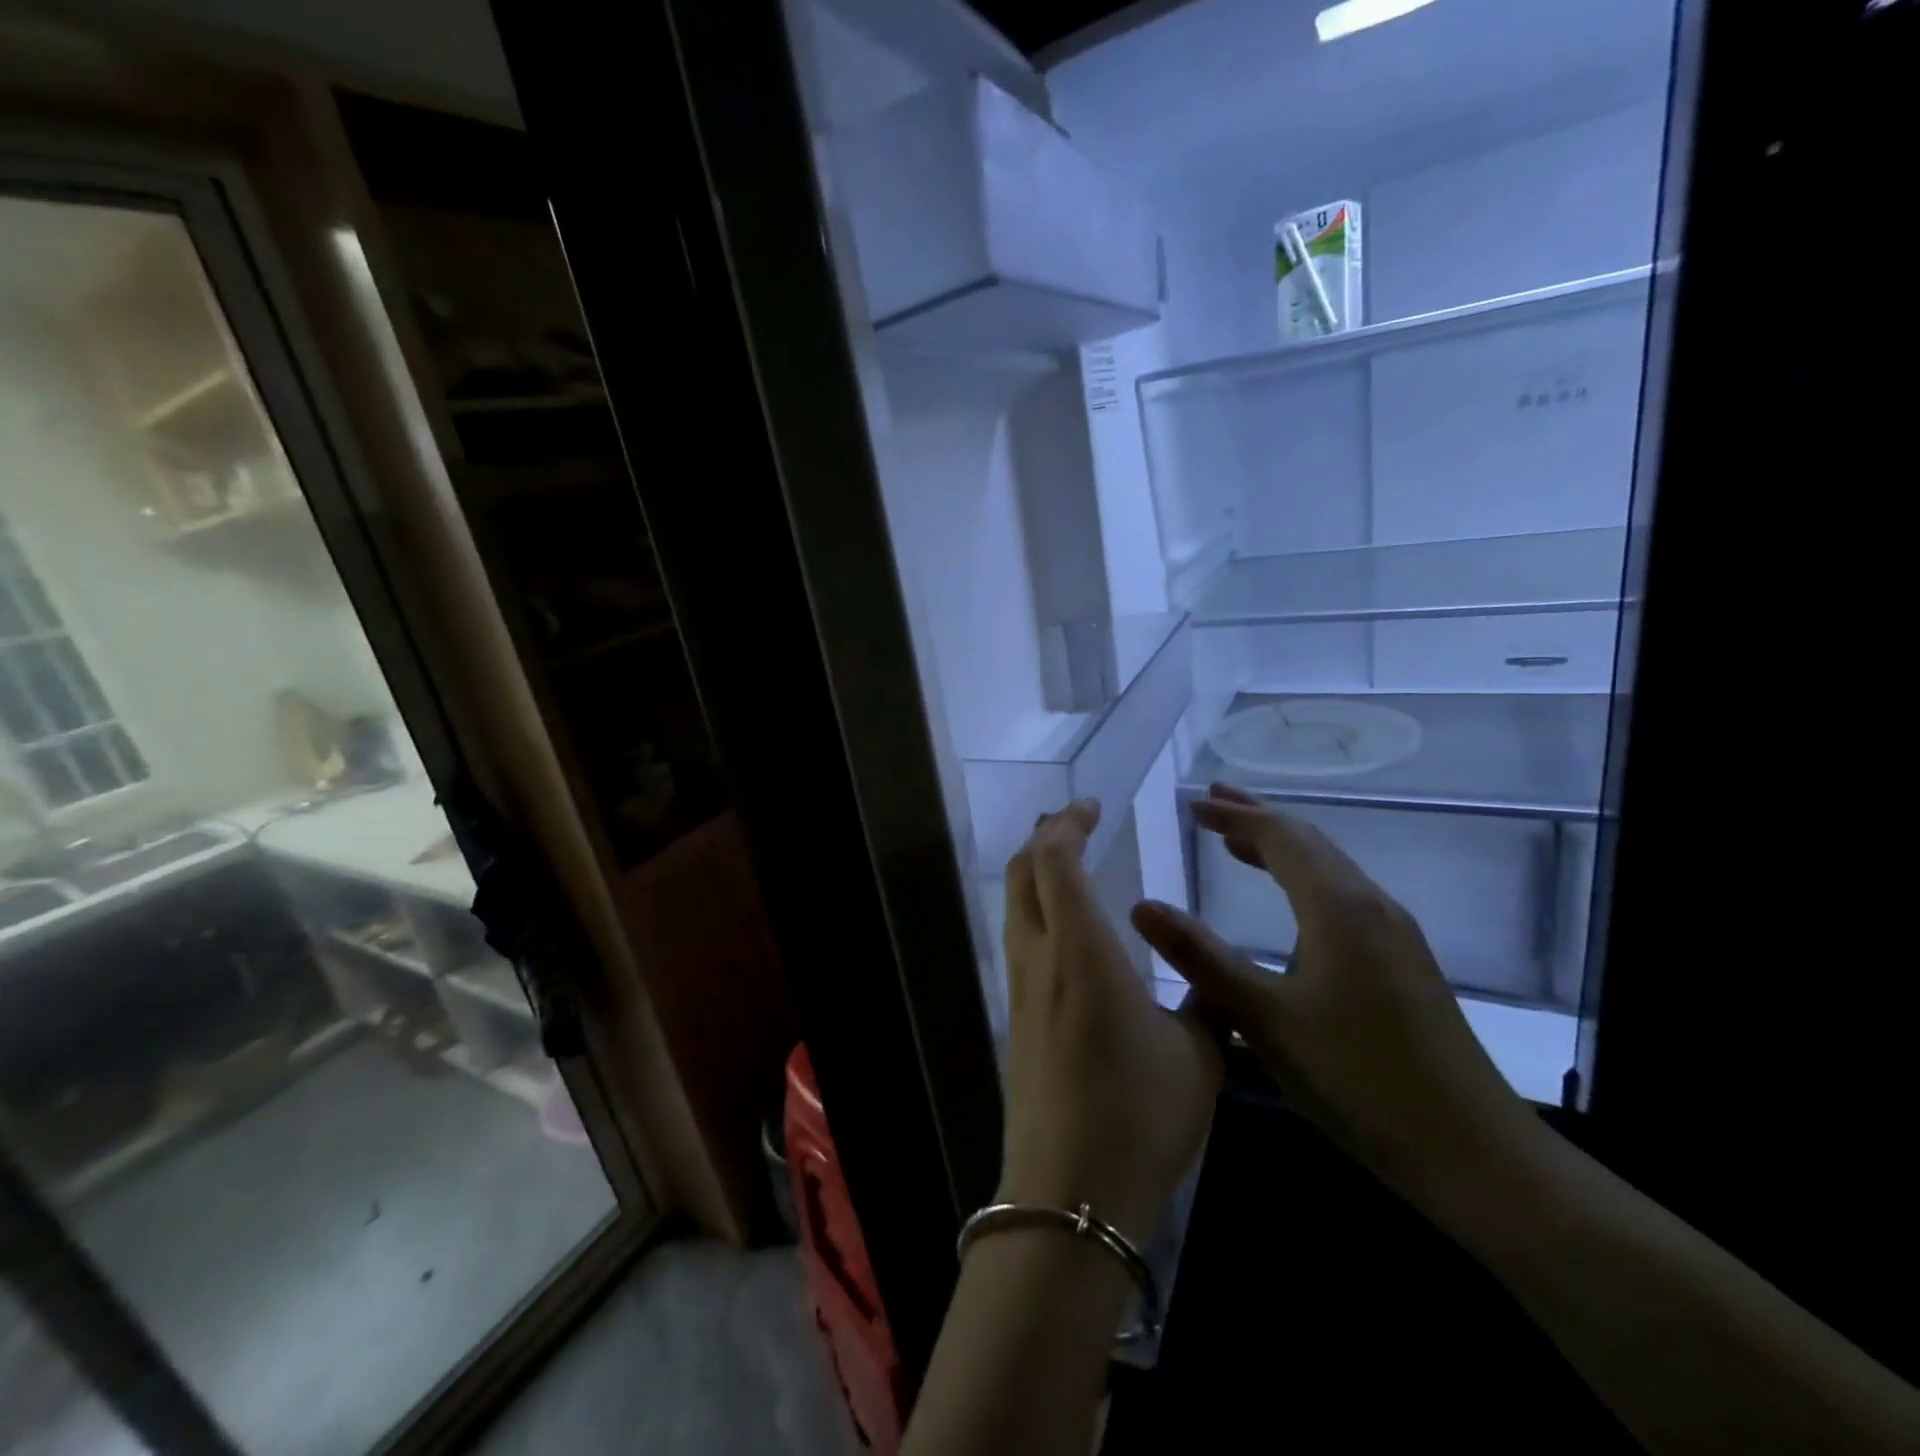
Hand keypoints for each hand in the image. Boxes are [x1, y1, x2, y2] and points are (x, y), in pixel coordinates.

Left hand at [999, 800, 1222, 1242]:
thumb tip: (1216, 982)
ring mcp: (1020, 989)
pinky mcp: (1016, 1019)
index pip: (1056, 860)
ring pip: (1016, 906)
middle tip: (1074, 820)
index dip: (1068, 823)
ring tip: (1066, 859)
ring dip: (1036, 872)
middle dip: (1044, 836)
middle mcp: (1040, 958)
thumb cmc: (1140, 1115)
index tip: (1092, 806)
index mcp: (1082, 951)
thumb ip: (1208, 1003)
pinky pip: (1019, 940)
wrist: (1070, 1191)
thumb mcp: (1199, 1056)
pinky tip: (1064, 929)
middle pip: (1024, 873)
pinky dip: (1036, 909)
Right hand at [1130, 785, 1535, 1197]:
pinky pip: (1343, 896)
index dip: (1235, 817)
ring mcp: (1394, 934)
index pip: (1281, 837)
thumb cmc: (1359, 1078)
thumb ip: (1201, 957)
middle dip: (1257, 819)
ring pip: (1329, 869)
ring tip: (1238, 842)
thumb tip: (1142, 905)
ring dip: (1281, 847)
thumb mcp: (1264, 1018)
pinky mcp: (1403, 962)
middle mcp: (1371, 905)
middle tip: (1212, 804)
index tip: (1193, 805)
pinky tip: (1290, 905)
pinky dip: (1303, 879)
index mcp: (1338, 907)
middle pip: (1309, 842)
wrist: (1475, 1153)